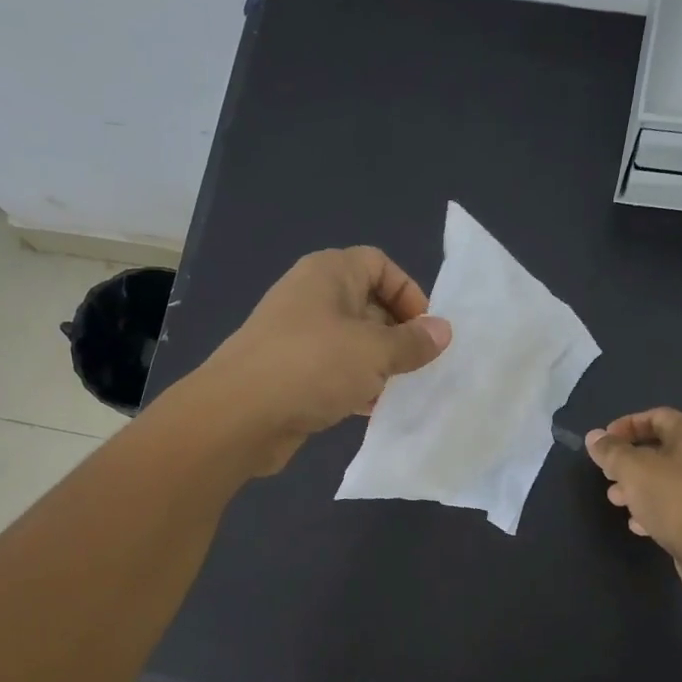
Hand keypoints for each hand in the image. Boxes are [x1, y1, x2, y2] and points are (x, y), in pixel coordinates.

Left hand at [199, 247, 450, 472]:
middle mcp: (311, 297)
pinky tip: (372, 408)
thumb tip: (443, 331)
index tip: (426, 330)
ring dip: (379, 363)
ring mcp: (298, 336)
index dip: (409, 292)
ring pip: (352, 341)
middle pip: (368, 303)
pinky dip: (356, 384)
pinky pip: (334, 370)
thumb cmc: (312, 366)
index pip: (379, 264)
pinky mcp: (291, 372)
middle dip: (398, 333)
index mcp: (329, 274)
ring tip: (403, 389)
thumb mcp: (374, 351)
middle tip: (421, 365)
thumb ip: (413, 342)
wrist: (238, 416)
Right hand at [586, 408, 681, 589]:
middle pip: (660, 448)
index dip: (628, 423)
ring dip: (636, 486)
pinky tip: (636, 523)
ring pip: (664, 478)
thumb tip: (594, 436)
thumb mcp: (633, 469)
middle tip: (607, 473)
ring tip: (615, 500)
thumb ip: (611, 451)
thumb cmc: (673, 499)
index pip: (658, 416)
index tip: (605, 440)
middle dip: (628, 459)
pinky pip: (674, 504)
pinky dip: (652, 508)